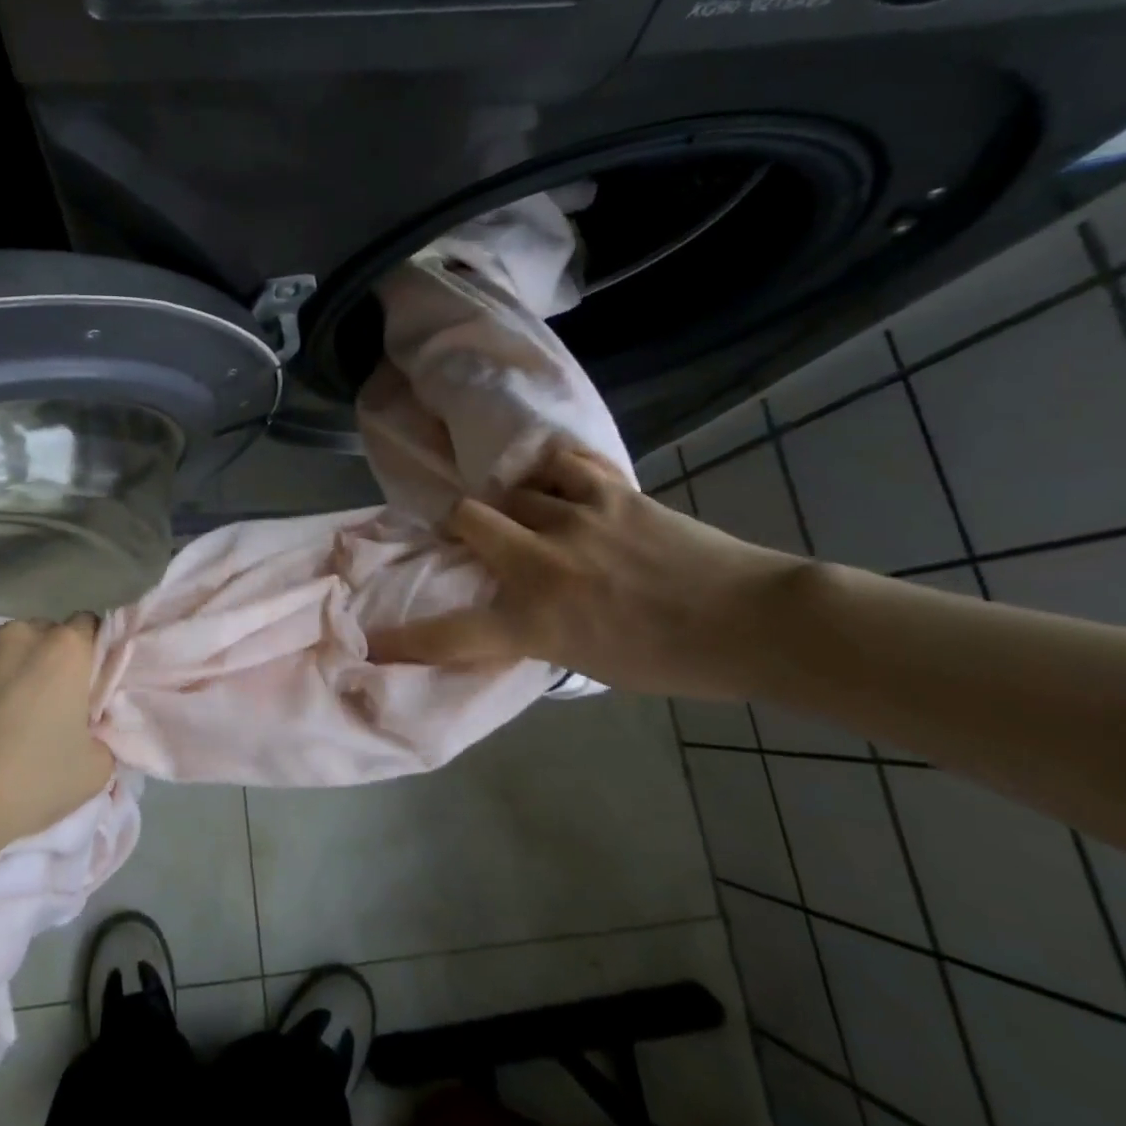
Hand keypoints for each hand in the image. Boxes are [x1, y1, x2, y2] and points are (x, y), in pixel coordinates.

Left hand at [0, 619, 113, 840]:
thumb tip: (88, 730)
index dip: (84, 656)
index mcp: (64, 649)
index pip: (87, 627)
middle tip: (29, 707)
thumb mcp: (94, 770)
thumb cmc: (28, 783)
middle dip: (37, 662)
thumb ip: (101, 734)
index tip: (77, 686)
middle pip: (36, 635)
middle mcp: (17, 633)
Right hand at [366, 446, 807, 699]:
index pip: (452, 634)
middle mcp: (542, 565)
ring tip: (530, 509)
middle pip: (465, 517)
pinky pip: (560, 464)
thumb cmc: (672, 660)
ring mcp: (574, 520)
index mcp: (536, 622)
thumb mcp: (586, 662)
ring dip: (512, 501)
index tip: (371, 643)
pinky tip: (560, 481)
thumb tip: (508, 604)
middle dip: (459, 523)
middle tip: (472, 532)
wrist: (754, 624)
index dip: (405, 641)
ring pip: (511, 489)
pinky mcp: (611, 492)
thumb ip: (537, 630)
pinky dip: (553, 472)